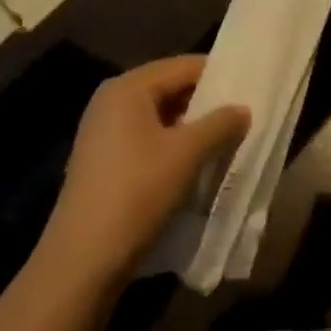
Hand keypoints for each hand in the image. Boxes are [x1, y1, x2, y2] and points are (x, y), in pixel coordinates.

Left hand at [39, 55, 249, 284]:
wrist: (80, 263)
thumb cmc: (135, 194)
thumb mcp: (186, 155)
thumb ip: (219, 124)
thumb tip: (243, 109)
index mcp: (128, 88)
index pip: (183, 66)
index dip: (218, 74)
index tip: (250, 87)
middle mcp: (111, 101)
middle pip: (170, 89)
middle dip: (206, 103)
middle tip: (242, 115)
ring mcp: (103, 132)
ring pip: (159, 117)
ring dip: (191, 128)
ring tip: (225, 141)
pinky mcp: (102, 162)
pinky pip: (146, 140)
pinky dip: (172, 146)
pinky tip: (195, 165)